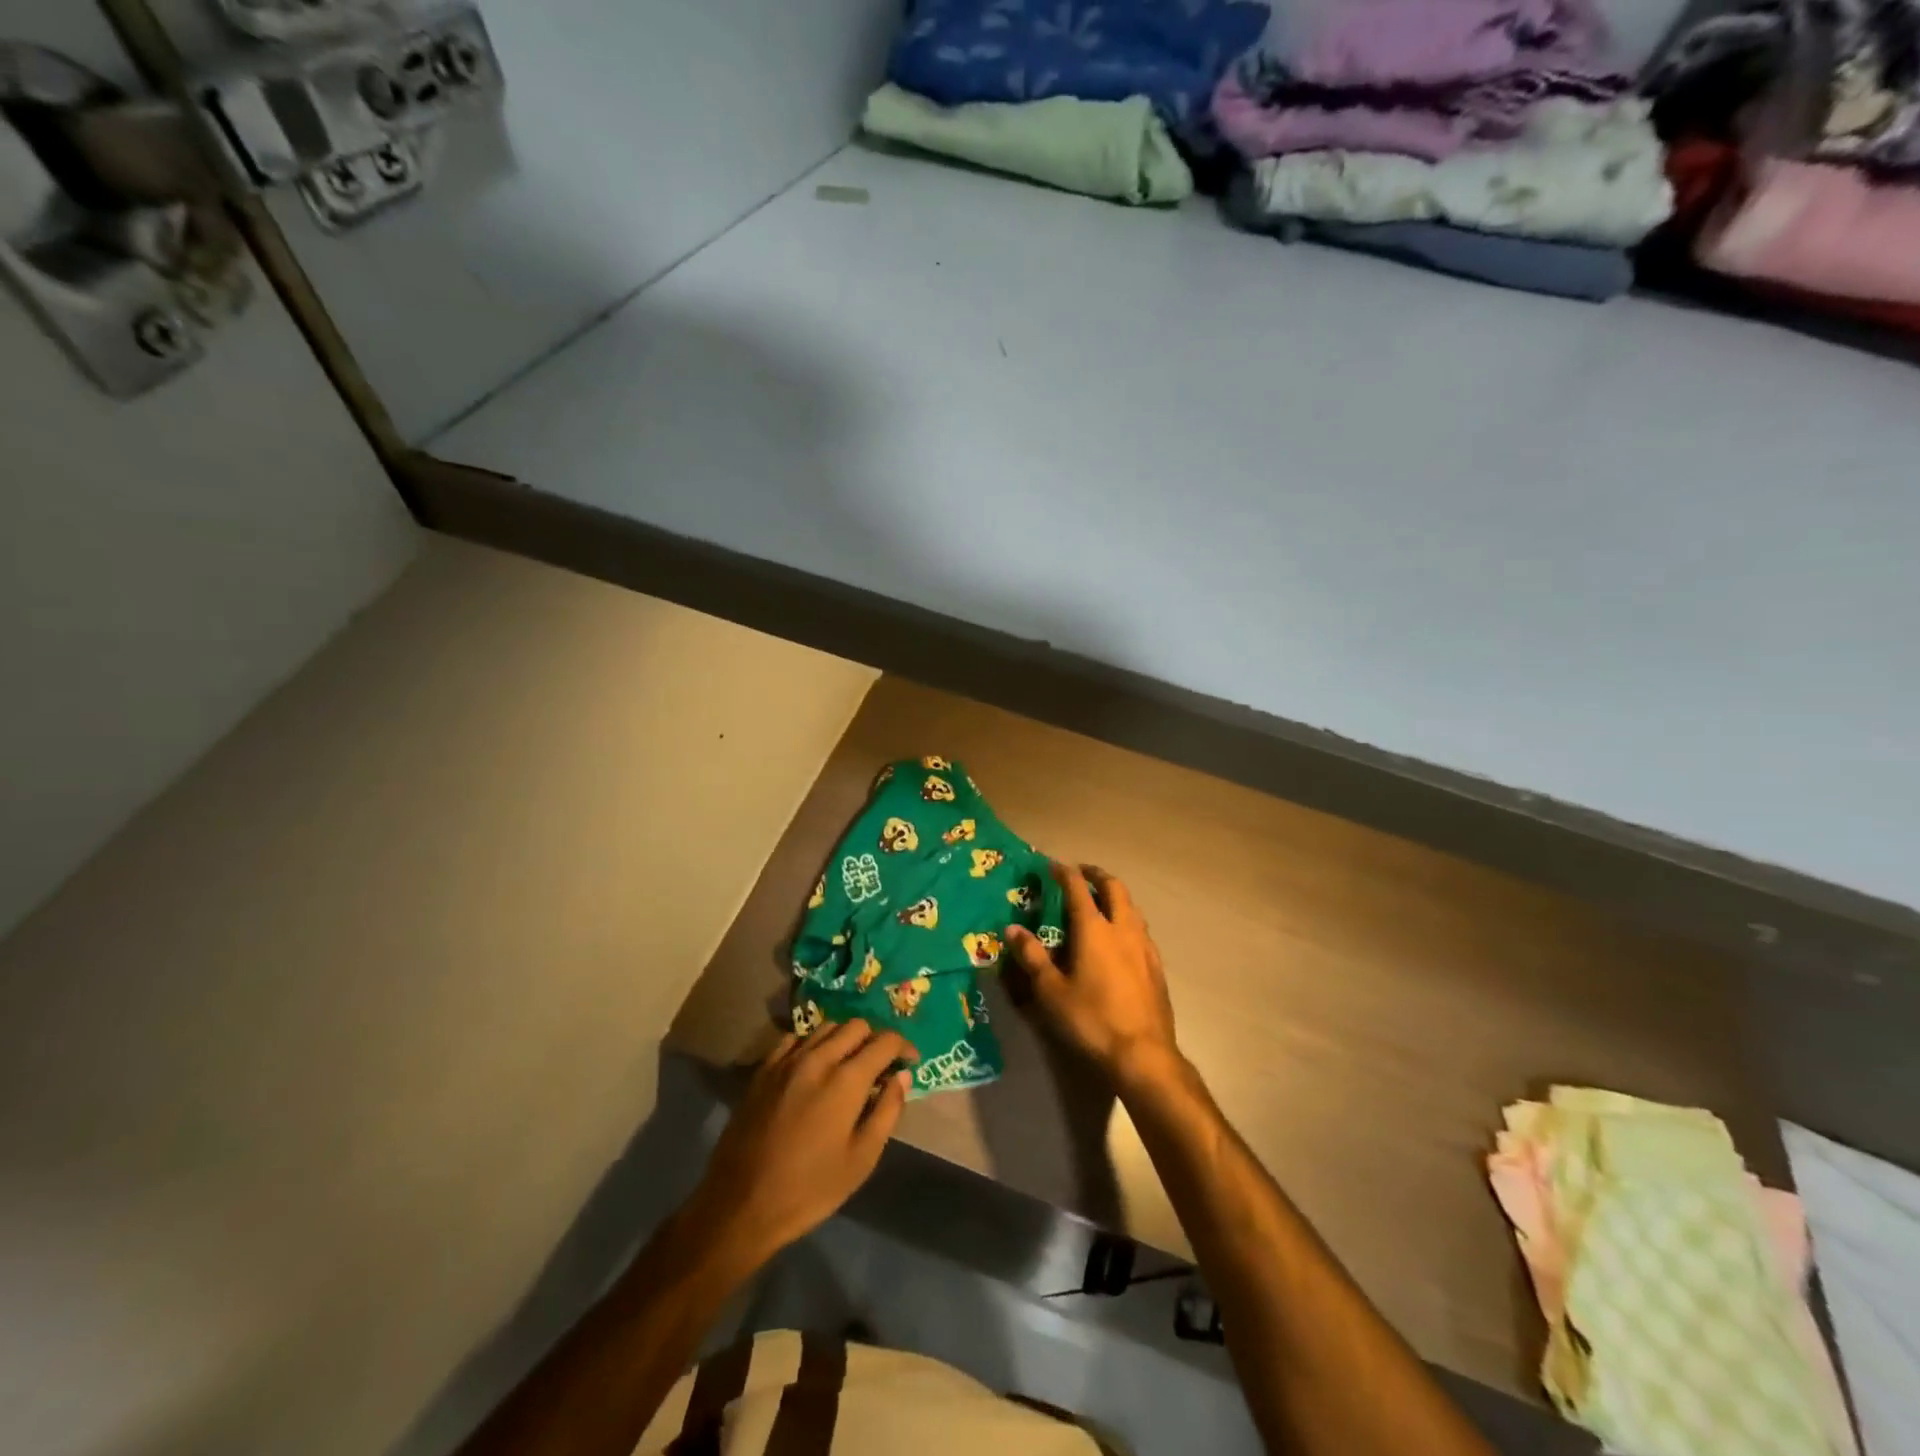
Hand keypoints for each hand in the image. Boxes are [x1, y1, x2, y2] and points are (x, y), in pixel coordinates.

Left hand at [690, 1021, 914, 1270]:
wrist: (741, 1204)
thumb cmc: (809, 1189)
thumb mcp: (861, 1159)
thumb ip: (887, 1111)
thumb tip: (903, 1076)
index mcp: (846, 1080)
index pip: (885, 1041)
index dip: (904, 1046)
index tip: (910, 1061)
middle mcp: (818, 1058)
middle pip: (856, 1026)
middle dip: (875, 1040)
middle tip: (881, 1066)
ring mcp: (787, 1060)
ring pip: (826, 1027)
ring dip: (845, 1038)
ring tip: (850, 1065)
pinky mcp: (764, 1069)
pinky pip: (796, 1039)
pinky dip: (814, 1044)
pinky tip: (815, 1066)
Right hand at [1005, 863, 1178, 1088]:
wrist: (1143, 1054)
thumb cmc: (1091, 1020)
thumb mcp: (1051, 992)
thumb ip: (1032, 957)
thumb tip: (1012, 928)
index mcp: (1094, 930)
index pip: (1078, 889)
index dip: (1065, 873)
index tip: (1053, 866)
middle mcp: (1123, 929)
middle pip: (1114, 888)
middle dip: (1097, 875)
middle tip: (1082, 874)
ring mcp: (1144, 946)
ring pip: (1132, 907)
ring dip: (1115, 896)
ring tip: (1102, 902)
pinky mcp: (1157, 966)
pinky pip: (1141, 929)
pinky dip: (1127, 920)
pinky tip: (1121, 938)